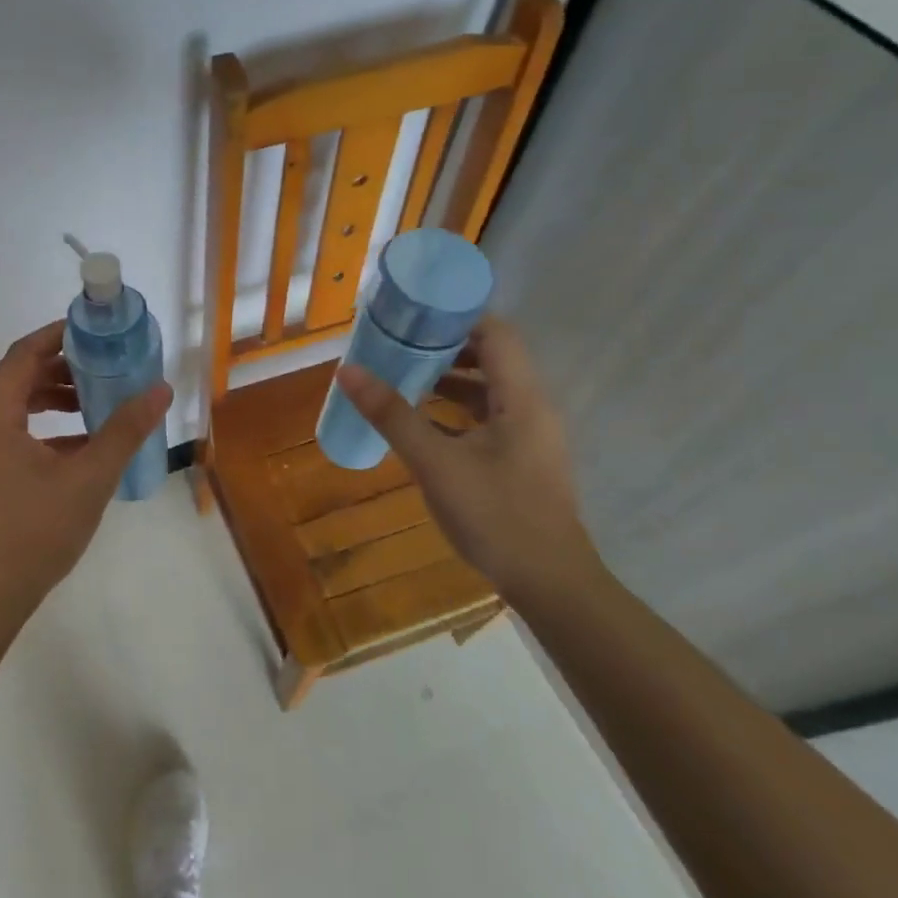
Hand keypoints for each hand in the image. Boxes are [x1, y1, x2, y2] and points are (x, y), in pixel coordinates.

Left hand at [0, 321, 170, 626]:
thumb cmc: (35, 531)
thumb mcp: (89, 478)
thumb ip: (124, 430)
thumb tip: (161, 390)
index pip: (22, 355)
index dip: (56, 336)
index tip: (91, 330)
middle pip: (18, 380)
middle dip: (62, 371)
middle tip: (104, 368)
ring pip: (15, 410)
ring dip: (54, 402)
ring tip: (97, 405)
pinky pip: (12, 437)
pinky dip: (44, 432)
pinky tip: (81, 448)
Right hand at [335, 316, 603, 603]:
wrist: (549, 583)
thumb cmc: (496, 515)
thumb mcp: (435, 463)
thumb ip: (392, 415)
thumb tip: (347, 371)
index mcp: (522, 398)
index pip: (496, 333)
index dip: (456, 316)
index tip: (412, 314)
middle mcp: (532, 407)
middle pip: (491, 357)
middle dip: (444, 346)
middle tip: (397, 342)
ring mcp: (529, 435)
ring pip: (488, 389)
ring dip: (448, 378)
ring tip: (400, 375)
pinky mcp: (521, 458)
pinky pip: (486, 416)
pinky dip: (454, 409)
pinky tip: (421, 421)